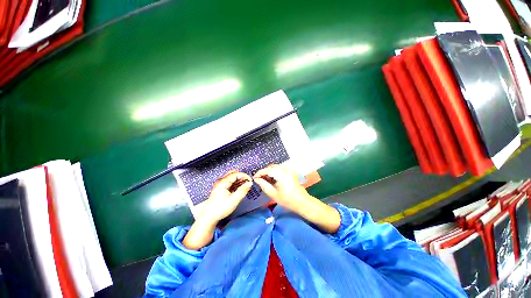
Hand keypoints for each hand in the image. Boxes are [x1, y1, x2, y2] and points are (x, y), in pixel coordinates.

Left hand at [201, 170, 252, 222]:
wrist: (209, 217)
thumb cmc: (220, 209)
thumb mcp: (234, 200)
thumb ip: (243, 190)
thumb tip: (249, 183)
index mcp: (223, 182)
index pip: (236, 174)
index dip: (244, 176)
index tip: (250, 180)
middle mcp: (221, 181)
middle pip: (233, 173)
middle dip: (241, 177)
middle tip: (247, 182)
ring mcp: (220, 184)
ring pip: (231, 177)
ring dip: (239, 180)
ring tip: (244, 186)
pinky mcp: (220, 188)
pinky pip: (229, 182)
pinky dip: (235, 183)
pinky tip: (238, 189)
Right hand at [253, 164, 308, 211]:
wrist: (302, 202)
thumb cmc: (288, 200)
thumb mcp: (273, 194)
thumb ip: (264, 185)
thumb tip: (256, 179)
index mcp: (281, 174)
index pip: (267, 170)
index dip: (259, 173)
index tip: (254, 178)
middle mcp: (285, 169)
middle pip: (271, 167)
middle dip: (264, 172)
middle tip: (259, 180)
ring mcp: (289, 169)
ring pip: (275, 167)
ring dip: (269, 172)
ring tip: (266, 180)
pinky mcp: (291, 171)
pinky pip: (280, 169)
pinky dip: (275, 172)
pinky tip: (273, 180)